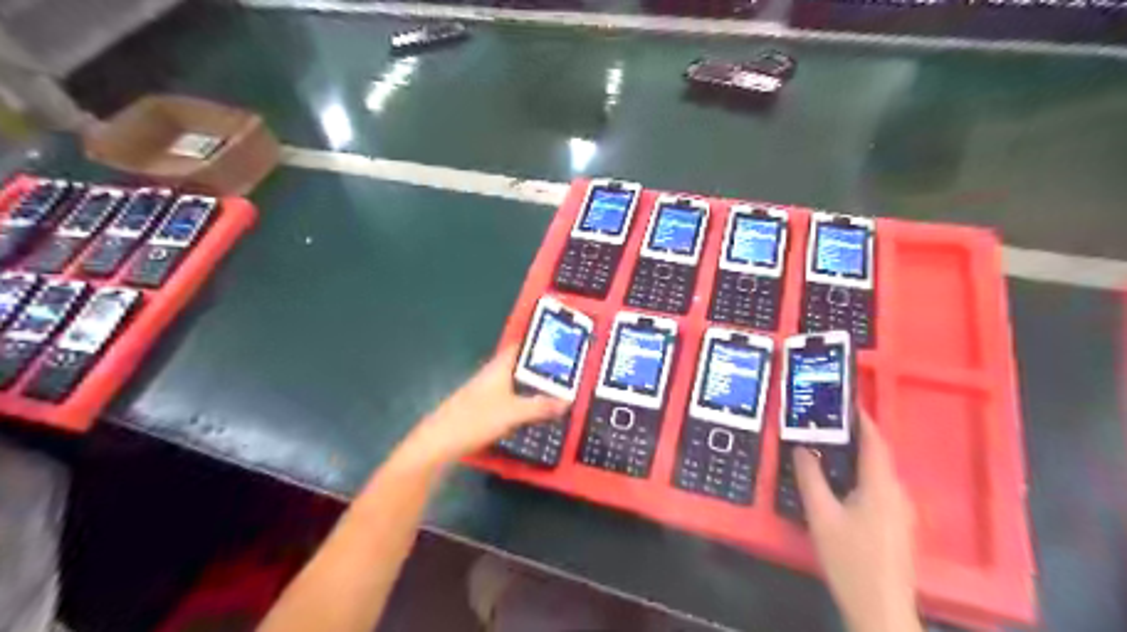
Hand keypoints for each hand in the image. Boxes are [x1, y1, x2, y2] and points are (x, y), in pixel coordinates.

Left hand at [399, 346, 568, 469]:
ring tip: (553, 393)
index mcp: (499, 368)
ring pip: (513, 384)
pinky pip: (507, 399)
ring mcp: (484, 392)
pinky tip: (529, 414)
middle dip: (540, 368)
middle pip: (519, 366)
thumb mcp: (514, 413)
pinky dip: (521, 402)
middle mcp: (491, 376)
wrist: (438, 443)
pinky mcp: (480, 409)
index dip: (539, 344)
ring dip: (531, 387)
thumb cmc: (475, 420)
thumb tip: (567, 401)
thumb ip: (540, 406)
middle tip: (564, 374)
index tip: (560, 346)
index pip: (521, 347)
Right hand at [797, 413, 919, 631]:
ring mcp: (902, 512)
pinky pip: (879, 489)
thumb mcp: (821, 516)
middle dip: (854, 436)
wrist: (880, 607)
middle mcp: (897, 493)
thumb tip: (802, 448)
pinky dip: (861, 476)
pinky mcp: (899, 526)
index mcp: (881, 485)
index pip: (875, 441)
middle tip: (824, 423)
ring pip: (878, 474)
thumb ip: (811, 478)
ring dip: (856, 457)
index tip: (844, 401)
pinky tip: (840, 484)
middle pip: (878, 456)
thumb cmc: (850, 558)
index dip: (862, 419)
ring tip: (827, 448)